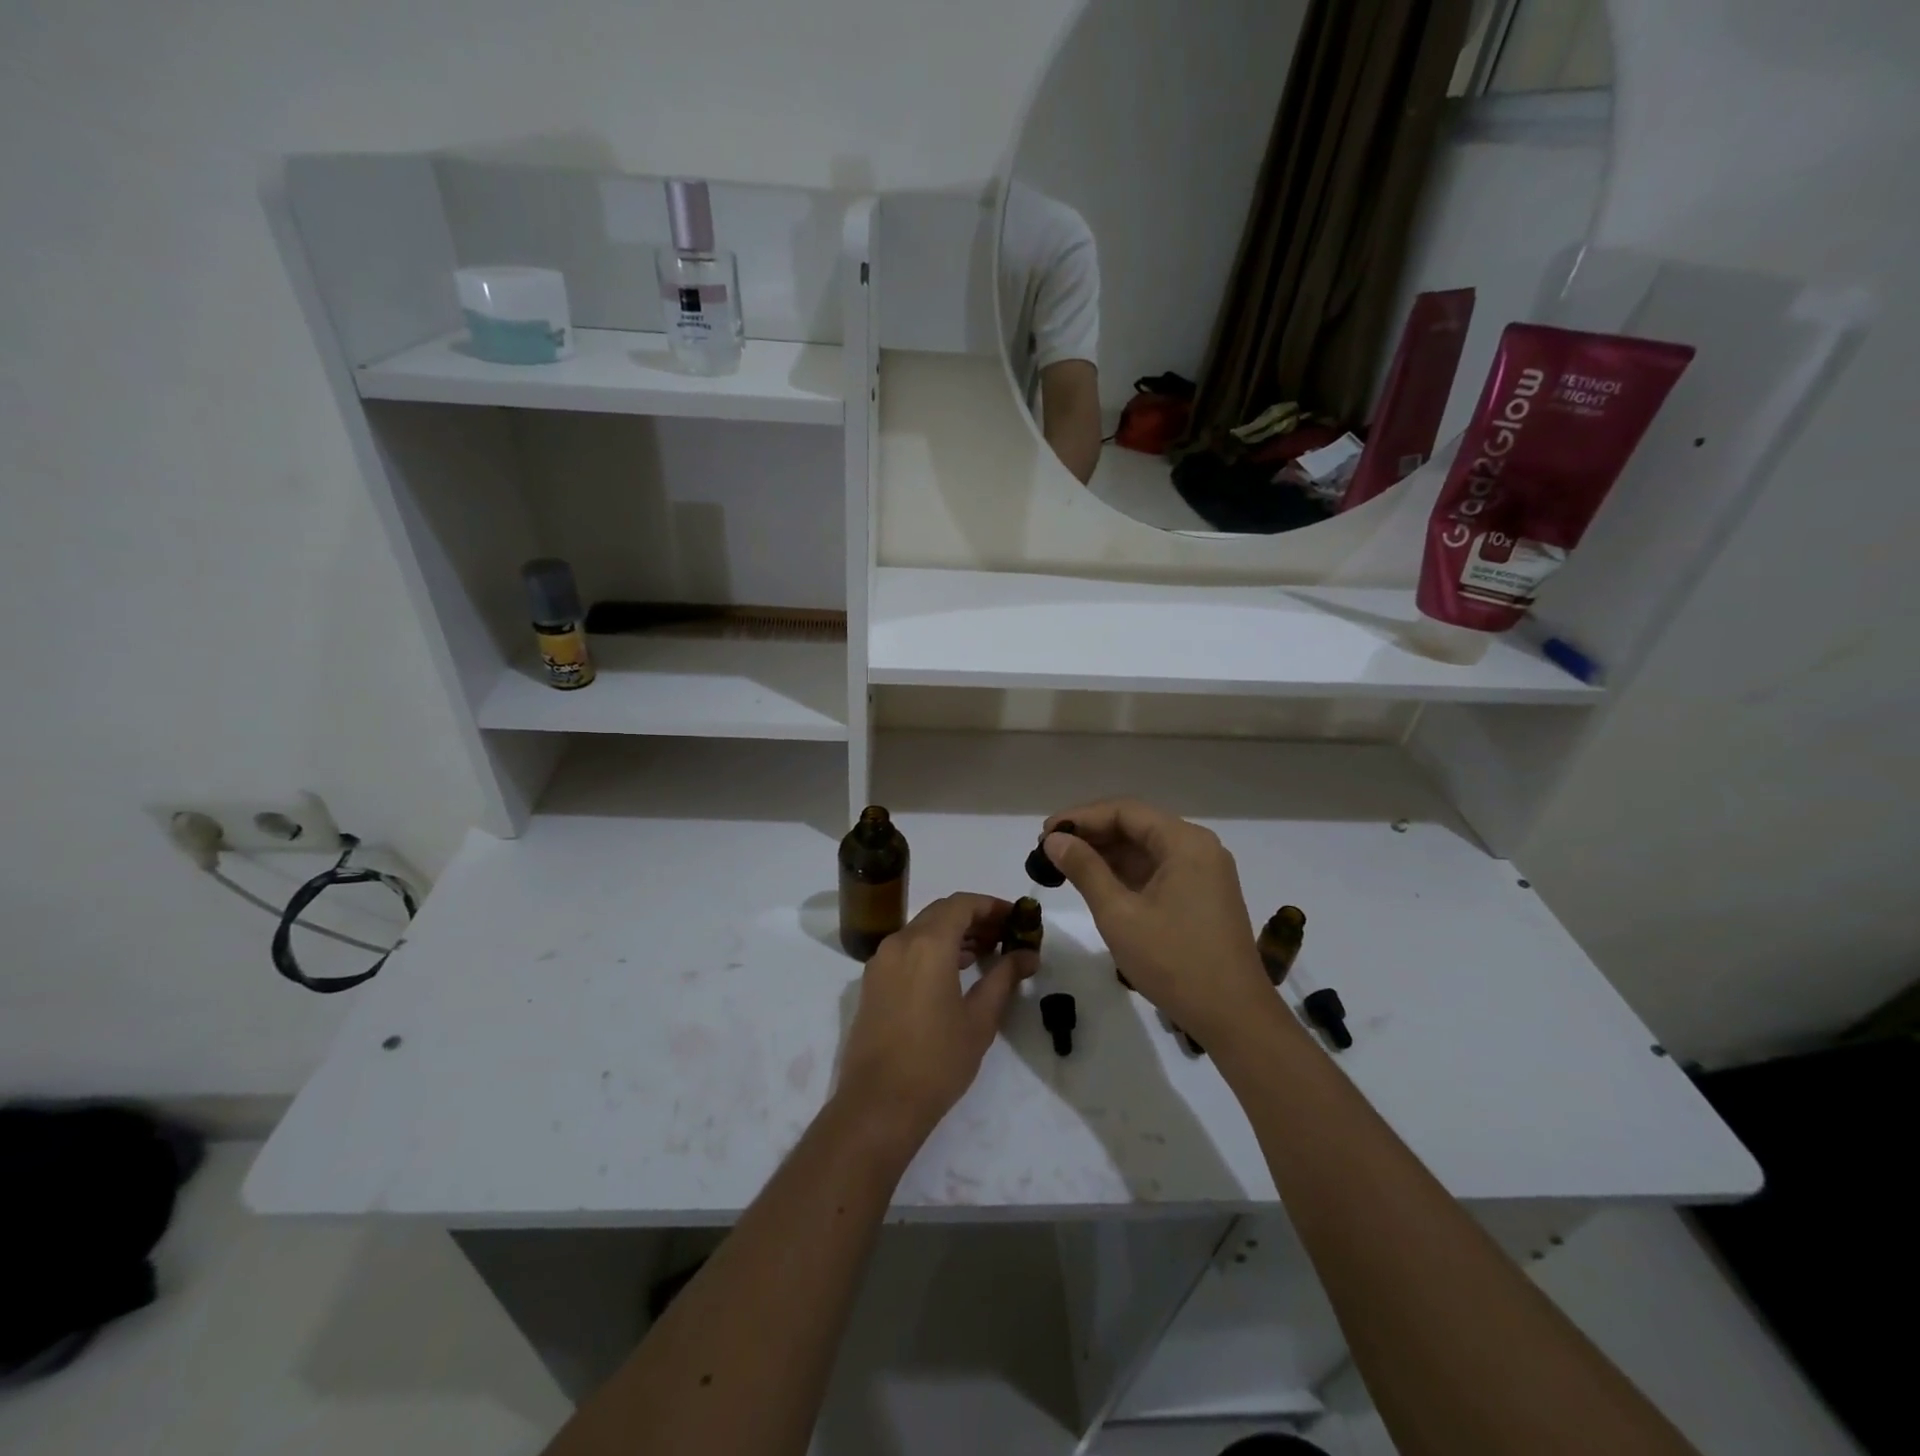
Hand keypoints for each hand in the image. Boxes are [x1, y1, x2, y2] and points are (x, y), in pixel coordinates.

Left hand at [832, 894, 1036, 1153]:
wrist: (878, 1104)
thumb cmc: (937, 1061)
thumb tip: (1027, 954)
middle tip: (1005, 935)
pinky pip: (906, 949)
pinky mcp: (872, 982)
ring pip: (922, 929)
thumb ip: (1004, 977)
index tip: (1017, 917)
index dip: (992, 905)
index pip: (962, 904)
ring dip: (953, 933)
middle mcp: (899, 942)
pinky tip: (954, 971)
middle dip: (975, 918)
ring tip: (986, 953)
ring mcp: (881, 962)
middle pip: (941, 912)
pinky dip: (932, 948)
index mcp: (927, 944)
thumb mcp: (980, 1019)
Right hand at [1042, 800, 1277, 1051]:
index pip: (1125, 811)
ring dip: (1106, 853)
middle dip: (1091, 834)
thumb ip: (1085, 869)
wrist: (1234, 1017)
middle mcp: (1198, 847)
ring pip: (1145, 848)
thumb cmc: (1174, 962)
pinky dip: (1125, 872)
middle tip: (1050, 850)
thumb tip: (1054, 839)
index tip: (1045, 833)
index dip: (1081, 817)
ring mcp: (1203, 872)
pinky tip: (1095, 882)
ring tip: (1064, 865)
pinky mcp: (1202, 894)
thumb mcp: (1119, 914)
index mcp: (1185, 842)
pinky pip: (1157, 869)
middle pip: (1137, 825)